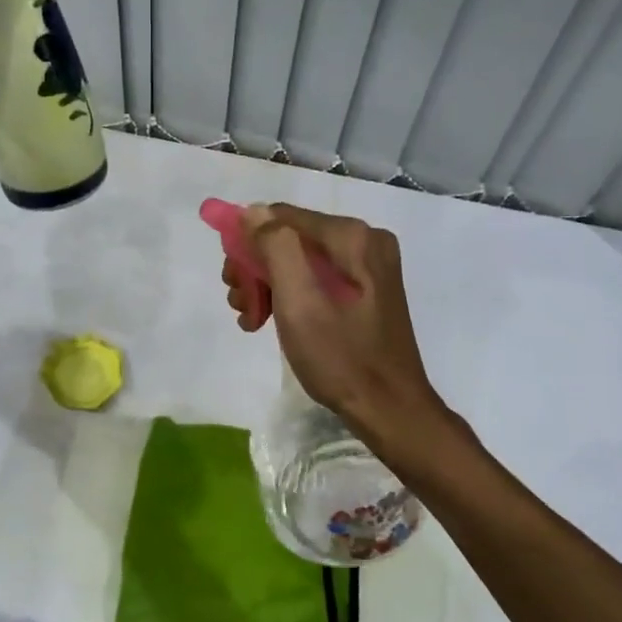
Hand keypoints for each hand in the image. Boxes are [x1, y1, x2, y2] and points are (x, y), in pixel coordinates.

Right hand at [225, 204, 443, 439]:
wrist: (389, 409)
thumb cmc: (340, 358)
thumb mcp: (299, 303)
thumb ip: (275, 249)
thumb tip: (252, 212)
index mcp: (351, 237)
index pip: (279, 216)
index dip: (245, 244)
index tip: (233, 285)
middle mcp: (363, 240)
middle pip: (288, 237)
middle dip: (255, 269)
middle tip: (242, 308)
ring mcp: (367, 265)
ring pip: (297, 259)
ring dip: (267, 285)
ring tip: (252, 320)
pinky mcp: (365, 288)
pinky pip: (314, 277)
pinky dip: (289, 295)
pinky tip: (271, 321)